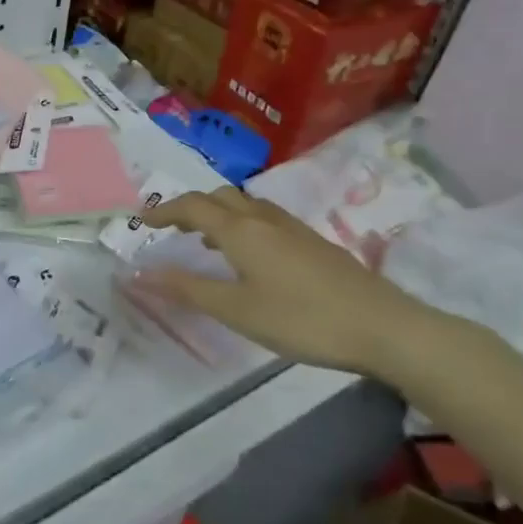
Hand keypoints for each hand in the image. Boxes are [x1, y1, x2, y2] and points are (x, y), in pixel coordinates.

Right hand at [132, 188, 443, 376]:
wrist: (382, 326)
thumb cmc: (301, 319)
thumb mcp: (236, 310)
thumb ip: (187, 289)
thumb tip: (140, 273)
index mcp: (241, 231)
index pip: (193, 206)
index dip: (165, 210)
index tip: (143, 220)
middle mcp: (264, 219)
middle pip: (220, 197)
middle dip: (191, 207)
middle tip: (172, 228)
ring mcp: (293, 228)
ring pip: (246, 205)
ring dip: (219, 214)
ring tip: (205, 241)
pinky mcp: (313, 242)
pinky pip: (265, 219)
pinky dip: (243, 225)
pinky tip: (250, 256)